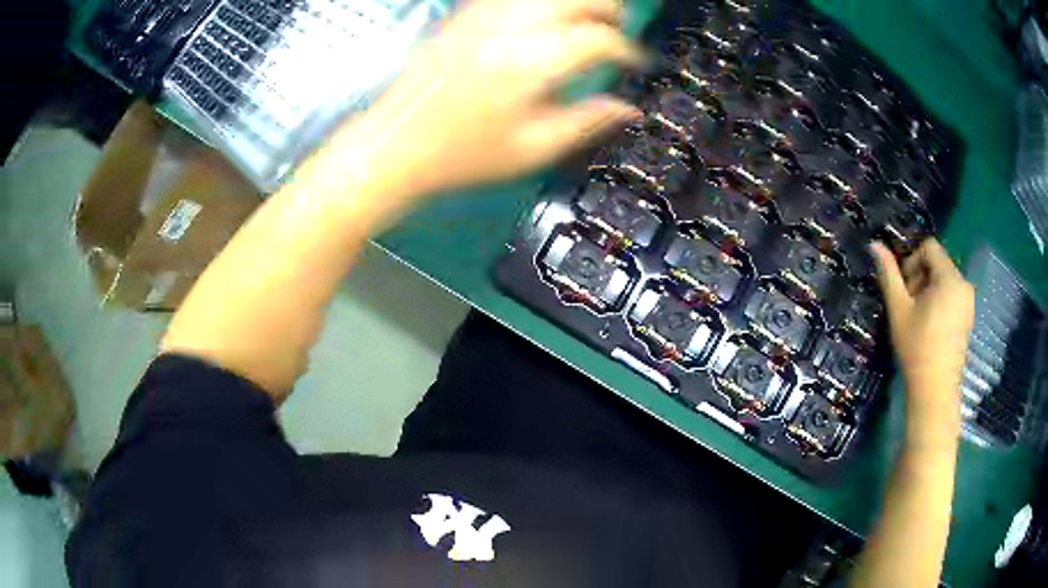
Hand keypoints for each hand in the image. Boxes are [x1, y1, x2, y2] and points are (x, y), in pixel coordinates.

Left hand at [324, 0, 642, 210]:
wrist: (395, 143)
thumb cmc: (461, 154)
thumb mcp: (532, 149)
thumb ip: (587, 122)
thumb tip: (629, 109)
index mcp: (529, 64)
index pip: (599, 39)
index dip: (627, 51)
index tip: (634, 65)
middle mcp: (509, 28)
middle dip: (609, 12)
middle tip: (616, 37)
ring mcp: (484, 16)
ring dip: (577, 5)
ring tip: (585, 27)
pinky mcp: (466, 14)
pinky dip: (542, 5)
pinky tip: (545, 23)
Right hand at [871, 239, 973, 433]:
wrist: (935, 391)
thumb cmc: (917, 348)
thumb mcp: (899, 309)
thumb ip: (889, 274)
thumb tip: (874, 244)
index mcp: (950, 277)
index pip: (929, 247)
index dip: (912, 261)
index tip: (904, 290)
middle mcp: (963, 283)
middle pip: (938, 263)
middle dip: (920, 278)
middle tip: (909, 307)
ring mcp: (968, 301)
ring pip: (944, 279)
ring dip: (929, 290)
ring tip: (919, 318)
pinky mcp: (968, 316)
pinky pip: (952, 295)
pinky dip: (939, 302)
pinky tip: (931, 326)